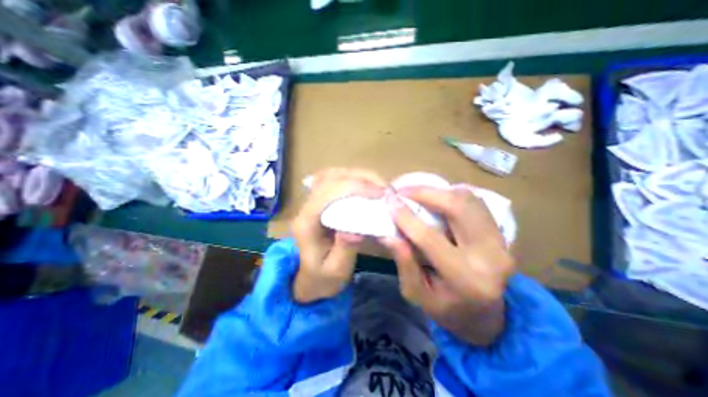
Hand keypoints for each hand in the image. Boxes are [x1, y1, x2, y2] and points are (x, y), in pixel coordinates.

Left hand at [293, 168, 384, 303]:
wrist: (308, 278)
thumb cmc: (322, 278)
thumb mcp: (335, 272)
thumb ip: (345, 250)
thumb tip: (357, 228)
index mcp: (307, 223)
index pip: (329, 193)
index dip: (356, 188)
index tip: (383, 194)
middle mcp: (306, 207)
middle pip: (332, 178)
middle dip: (362, 179)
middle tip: (386, 190)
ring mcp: (311, 201)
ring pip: (333, 175)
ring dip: (358, 176)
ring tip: (379, 186)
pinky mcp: (320, 201)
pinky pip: (334, 179)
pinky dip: (351, 178)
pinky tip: (364, 184)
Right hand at [381, 186, 515, 343]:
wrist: (486, 317)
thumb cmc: (447, 309)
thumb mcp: (417, 294)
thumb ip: (404, 263)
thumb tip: (388, 235)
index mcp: (465, 278)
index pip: (430, 238)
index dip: (406, 217)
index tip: (389, 201)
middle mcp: (490, 256)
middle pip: (458, 208)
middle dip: (426, 193)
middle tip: (403, 191)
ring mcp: (501, 242)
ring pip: (468, 200)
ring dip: (439, 192)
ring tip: (417, 194)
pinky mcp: (501, 233)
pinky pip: (476, 203)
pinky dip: (453, 195)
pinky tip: (437, 200)